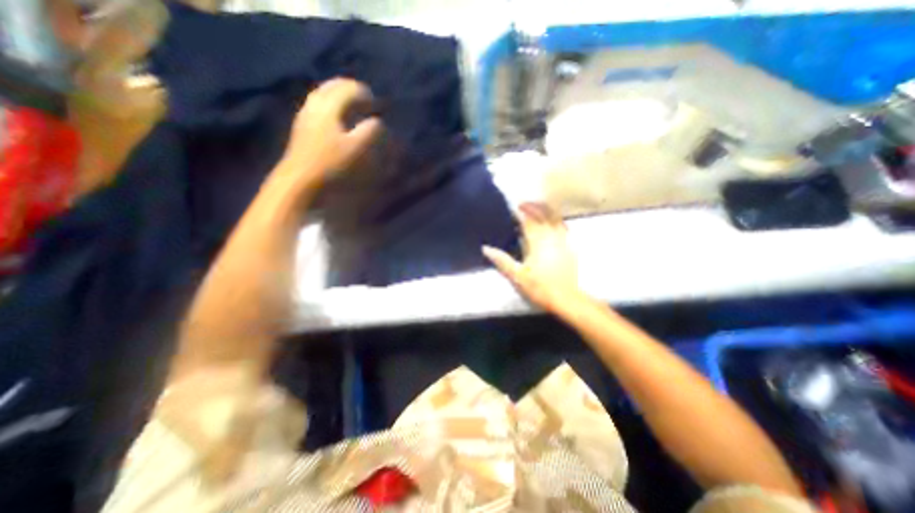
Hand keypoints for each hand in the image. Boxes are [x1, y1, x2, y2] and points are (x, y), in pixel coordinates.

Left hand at [285, 79, 384, 185]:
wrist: (301, 179)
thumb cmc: (333, 164)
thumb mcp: (359, 149)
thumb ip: (372, 131)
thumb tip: (378, 122)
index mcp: (330, 106)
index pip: (351, 89)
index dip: (367, 96)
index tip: (377, 108)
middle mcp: (316, 103)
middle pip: (335, 85)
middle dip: (353, 92)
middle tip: (367, 105)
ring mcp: (306, 113)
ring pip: (325, 94)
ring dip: (342, 98)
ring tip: (355, 111)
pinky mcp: (302, 125)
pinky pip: (318, 105)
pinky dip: (332, 107)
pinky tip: (338, 121)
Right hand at [482, 202, 581, 309]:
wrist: (567, 298)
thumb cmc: (540, 287)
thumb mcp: (517, 276)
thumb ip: (502, 261)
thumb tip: (485, 248)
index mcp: (537, 242)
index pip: (528, 221)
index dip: (521, 212)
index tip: (513, 207)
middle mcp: (551, 237)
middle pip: (543, 215)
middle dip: (533, 206)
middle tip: (523, 203)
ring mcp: (563, 241)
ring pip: (555, 218)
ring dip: (545, 210)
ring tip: (537, 207)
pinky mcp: (570, 247)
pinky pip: (564, 227)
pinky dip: (556, 220)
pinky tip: (553, 221)